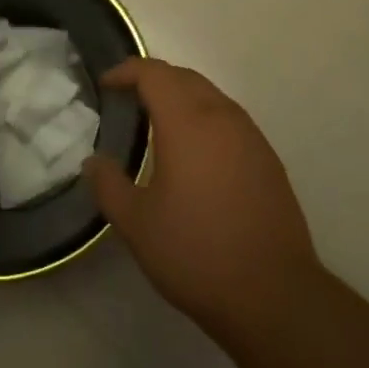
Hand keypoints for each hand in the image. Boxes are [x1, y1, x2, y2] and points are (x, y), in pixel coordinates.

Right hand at [85, 59, 320, 344]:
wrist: (275, 296)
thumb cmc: (197, 253)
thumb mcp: (137, 224)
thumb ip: (108, 185)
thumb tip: (93, 161)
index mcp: (187, 122)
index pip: (153, 73)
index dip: (126, 71)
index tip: (105, 85)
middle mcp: (222, 117)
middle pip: (184, 77)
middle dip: (153, 79)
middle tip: (127, 99)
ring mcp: (251, 136)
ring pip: (210, 95)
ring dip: (181, 96)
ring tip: (158, 122)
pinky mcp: (268, 160)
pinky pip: (229, 119)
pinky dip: (204, 118)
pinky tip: (195, 153)